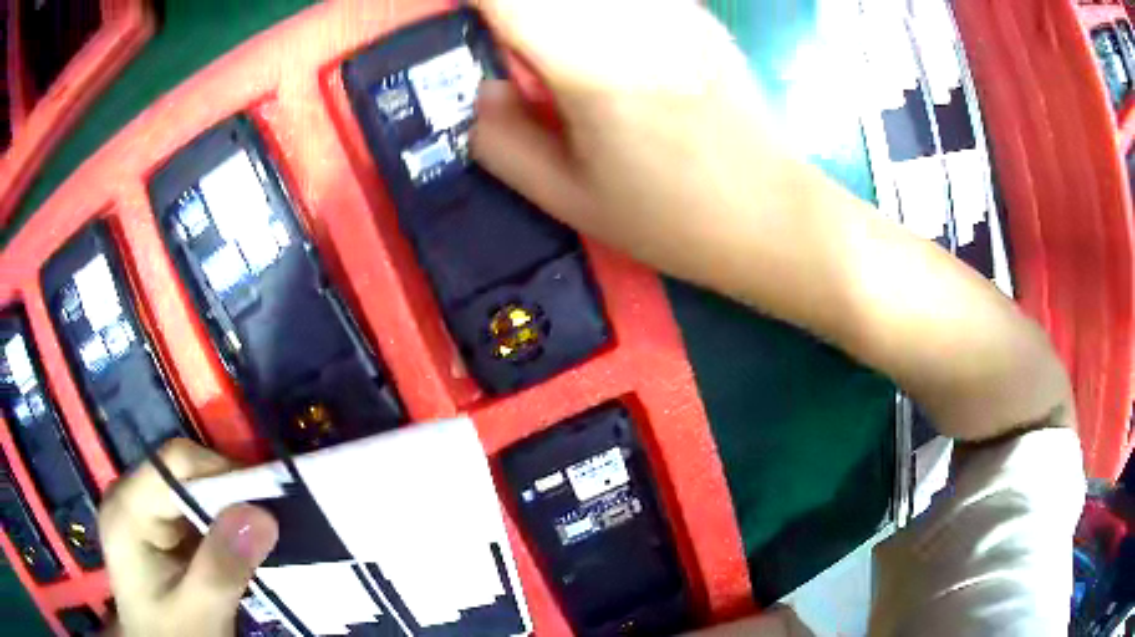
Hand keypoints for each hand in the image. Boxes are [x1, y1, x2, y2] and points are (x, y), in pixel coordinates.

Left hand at [98, 439, 277, 636]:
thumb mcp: (201, 612)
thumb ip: (223, 566)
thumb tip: (262, 514)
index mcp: (126, 510)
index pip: (175, 464)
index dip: (222, 474)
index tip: (267, 506)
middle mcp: (130, 497)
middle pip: (184, 473)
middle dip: (229, 497)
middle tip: (272, 526)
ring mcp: (143, 511)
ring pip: (193, 491)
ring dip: (229, 513)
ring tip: (262, 538)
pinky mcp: (158, 527)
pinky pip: (194, 511)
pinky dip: (222, 527)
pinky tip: (241, 547)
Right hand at [472, 0, 791, 293]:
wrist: (770, 213)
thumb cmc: (671, 217)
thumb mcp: (568, 198)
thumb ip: (501, 141)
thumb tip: (483, 88)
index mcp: (586, 63)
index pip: (507, 0)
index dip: (476, 4)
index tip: (468, 22)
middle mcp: (628, 19)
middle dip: (519, 14)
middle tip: (516, 47)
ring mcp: (670, 9)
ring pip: (591, 0)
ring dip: (560, 17)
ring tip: (564, 67)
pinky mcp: (696, 14)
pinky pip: (631, 4)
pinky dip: (598, 18)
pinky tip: (605, 48)